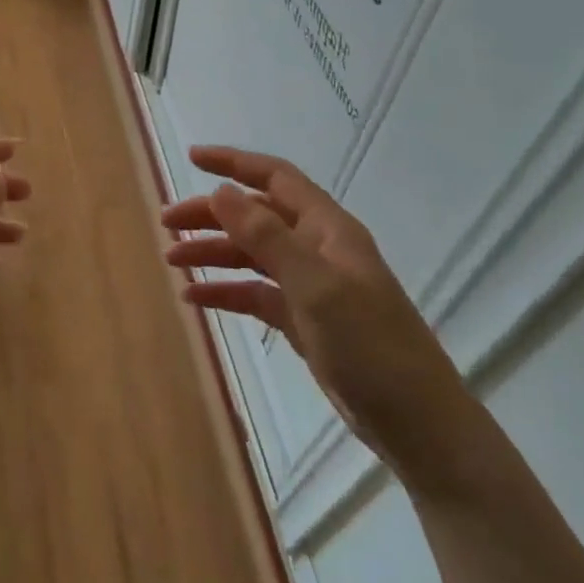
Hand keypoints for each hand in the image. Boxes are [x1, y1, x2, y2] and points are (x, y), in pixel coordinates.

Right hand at [163, 145, 459, 459]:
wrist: (417, 423)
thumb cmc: (370, 346)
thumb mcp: (315, 286)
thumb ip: (267, 237)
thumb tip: (222, 190)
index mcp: (327, 228)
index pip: (275, 178)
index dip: (234, 163)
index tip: (192, 158)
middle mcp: (318, 248)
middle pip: (256, 216)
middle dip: (212, 214)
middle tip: (167, 221)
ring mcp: (311, 286)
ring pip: (252, 256)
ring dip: (214, 253)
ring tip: (172, 258)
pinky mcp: (305, 321)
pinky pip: (257, 295)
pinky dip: (227, 292)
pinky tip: (195, 298)